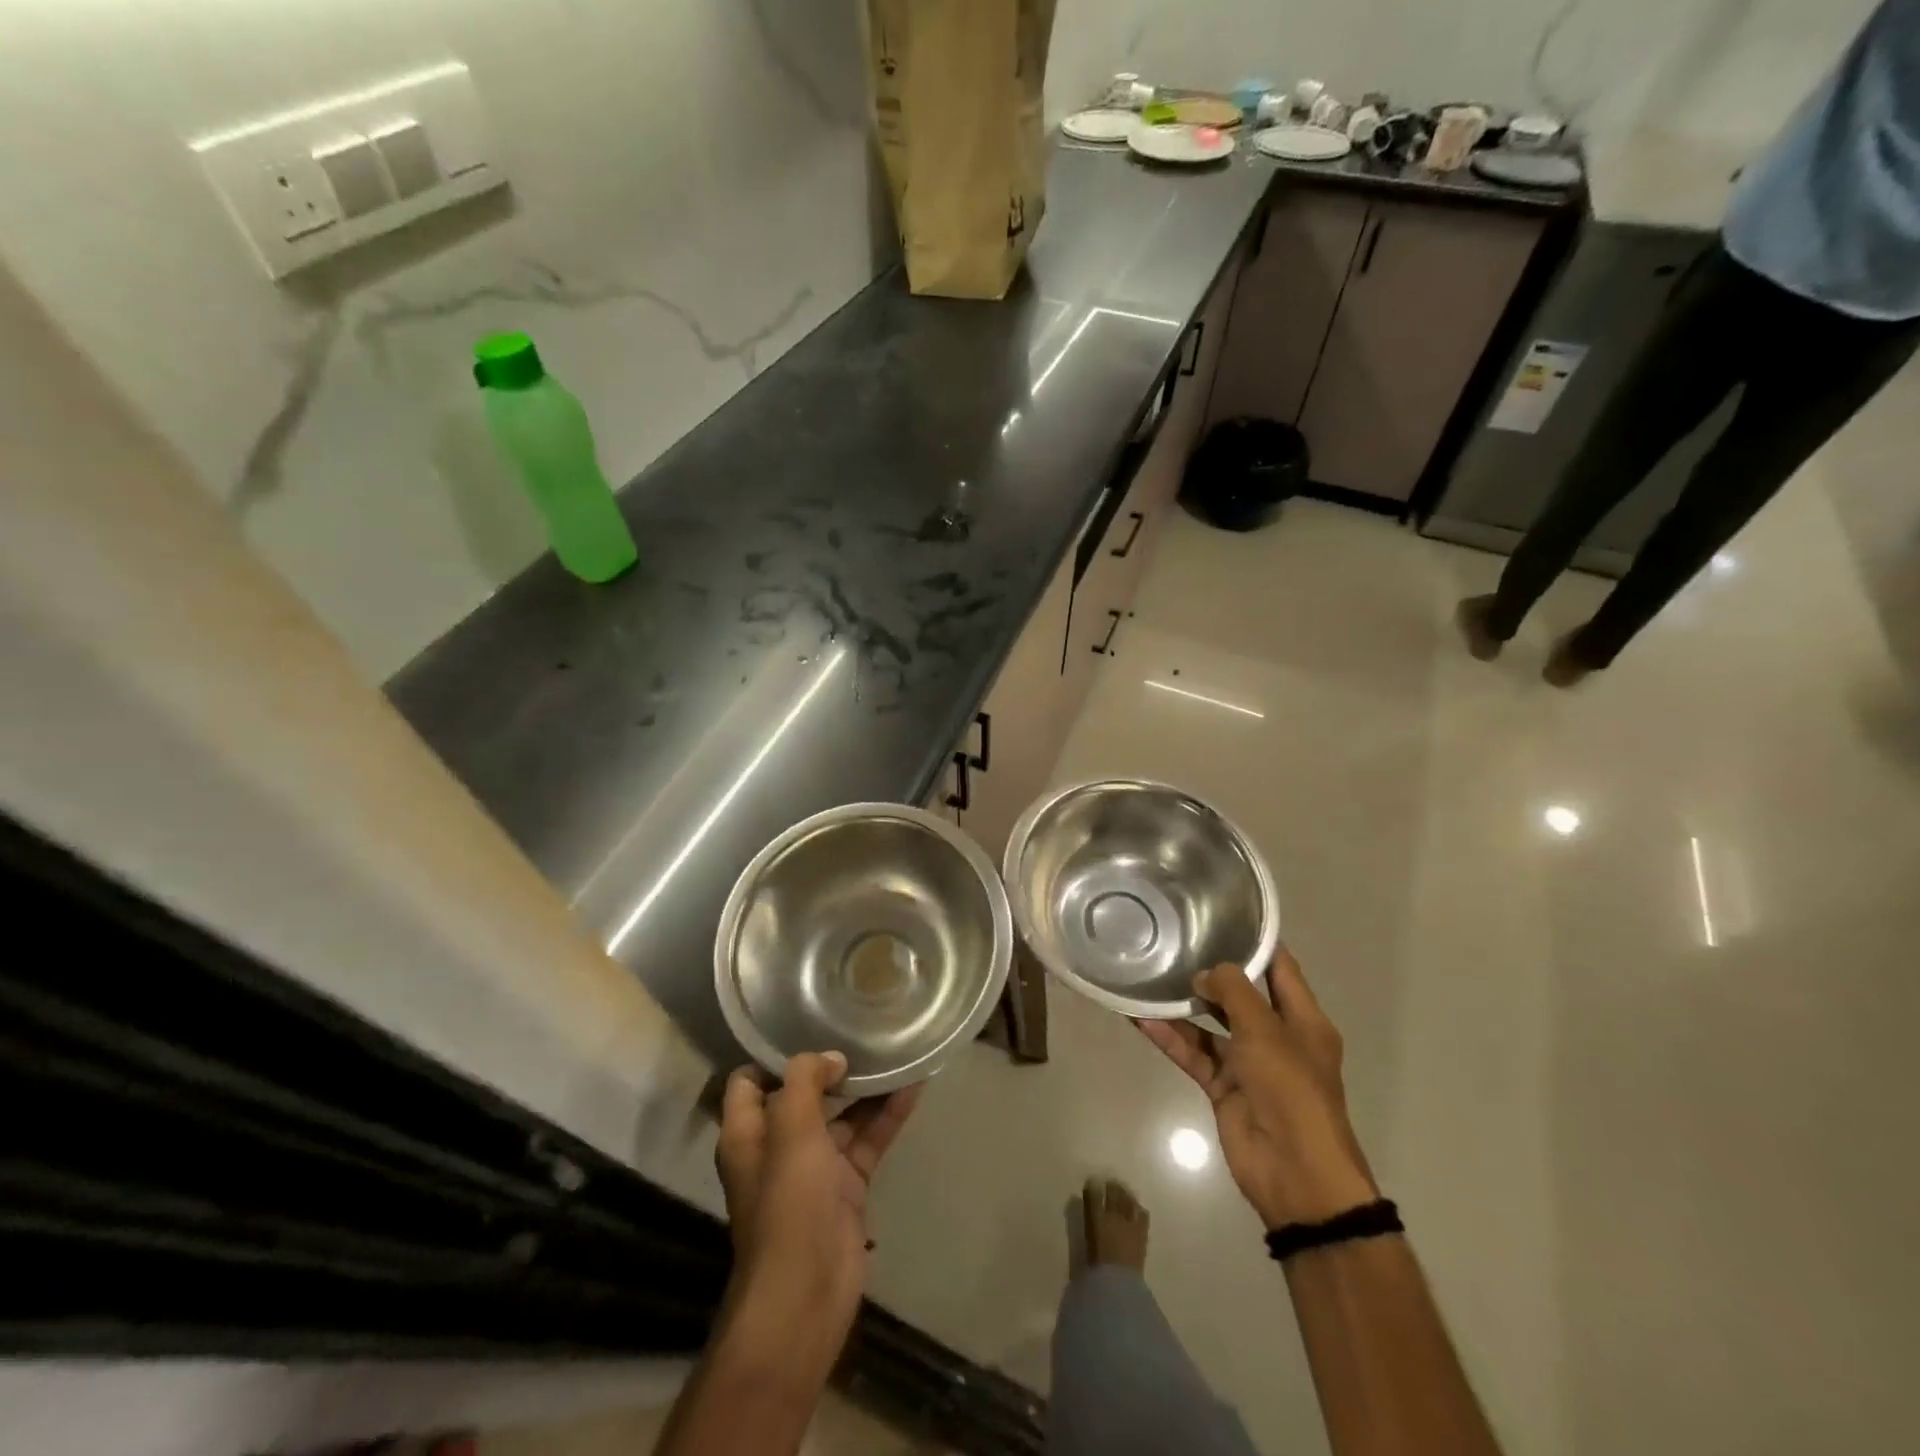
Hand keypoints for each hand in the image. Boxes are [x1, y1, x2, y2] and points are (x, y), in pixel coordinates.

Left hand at [715, 1052, 920, 1342]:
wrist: (807, 1293)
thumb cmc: (788, 1204)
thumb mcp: (790, 1129)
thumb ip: (805, 1080)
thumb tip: (831, 1059)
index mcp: (747, 1133)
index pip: (750, 1080)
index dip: (775, 1054)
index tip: (810, 1025)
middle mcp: (777, 1146)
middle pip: (802, 1094)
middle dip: (830, 1065)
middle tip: (862, 1030)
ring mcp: (814, 1168)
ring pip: (842, 1115)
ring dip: (866, 1087)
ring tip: (896, 1049)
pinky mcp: (846, 1186)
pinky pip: (868, 1140)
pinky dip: (887, 1115)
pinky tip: (915, 1086)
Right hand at [1136, 950, 1376, 1228]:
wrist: (1296, 1175)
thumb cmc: (1292, 1090)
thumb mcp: (1266, 1031)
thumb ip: (1234, 992)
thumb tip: (1204, 975)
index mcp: (1303, 1020)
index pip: (1279, 968)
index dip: (1255, 942)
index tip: (1220, 914)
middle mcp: (1276, 1036)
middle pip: (1240, 994)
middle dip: (1210, 972)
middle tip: (1173, 941)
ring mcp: (1248, 1063)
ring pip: (1209, 1025)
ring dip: (1182, 1006)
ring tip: (1148, 975)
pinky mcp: (1223, 1086)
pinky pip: (1193, 1053)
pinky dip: (1170, 1038)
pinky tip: (1140, 1018)